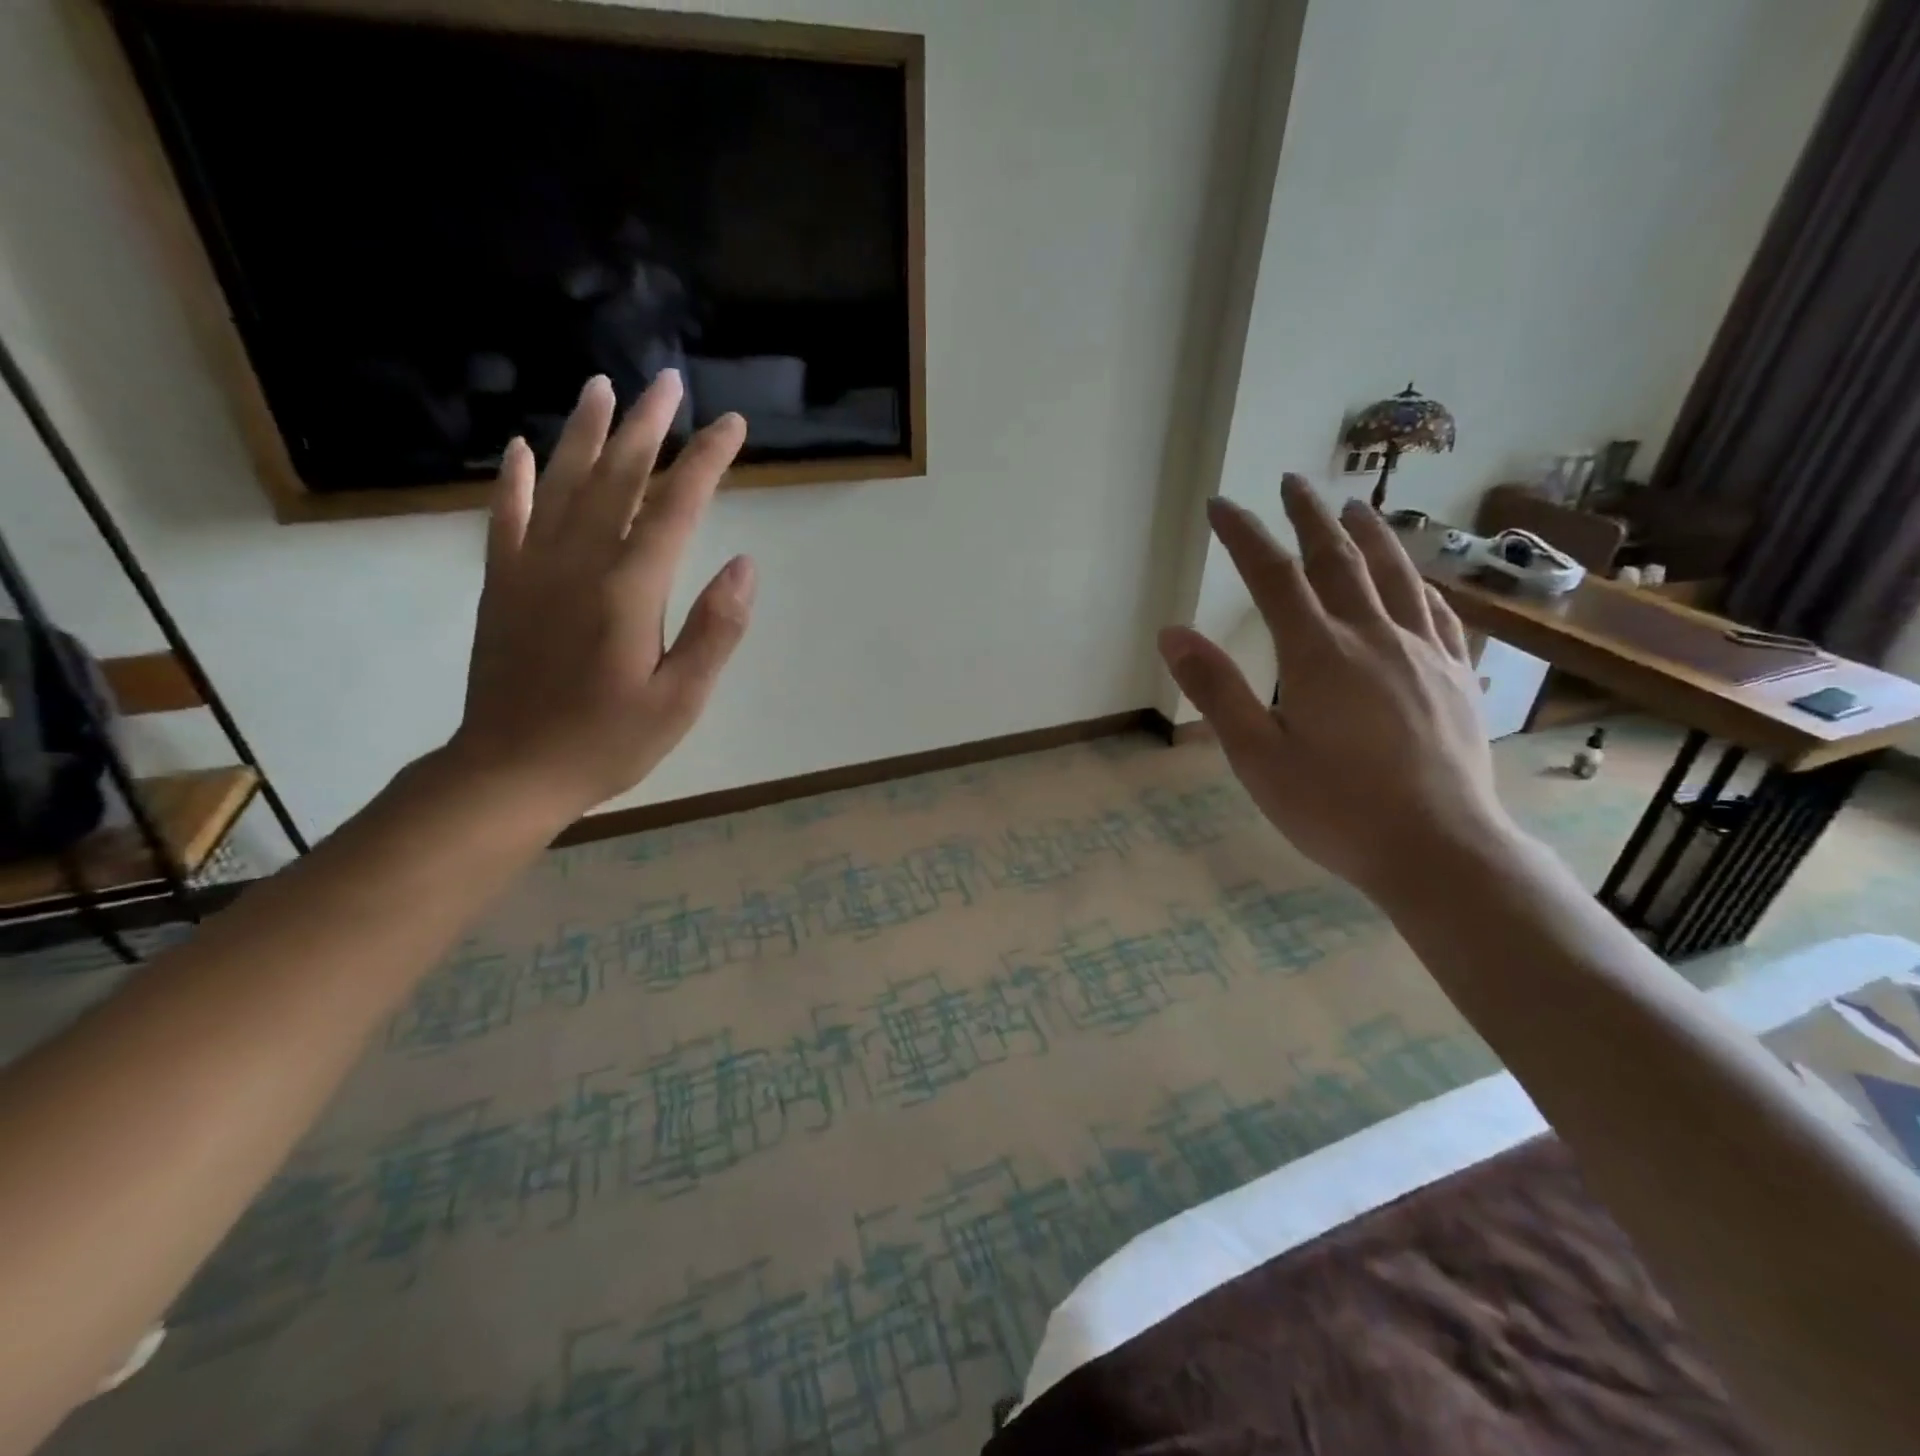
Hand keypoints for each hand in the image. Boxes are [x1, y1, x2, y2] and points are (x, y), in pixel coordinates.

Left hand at [449, 372, 753, 822]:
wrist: (510, 772)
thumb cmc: (608, 742)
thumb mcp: (681, 700)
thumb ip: (714, 629)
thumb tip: (743, 564)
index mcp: (629, 591)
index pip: (676, 508)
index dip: (706, 462)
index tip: (731, 427)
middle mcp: (579, 564)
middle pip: (617, 479)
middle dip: (648, 428)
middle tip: (669, 383)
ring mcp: (532, 569)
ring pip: (561, 484)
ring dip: (584, 433)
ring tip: (602, 387)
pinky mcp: (502, 585)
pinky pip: (506, 518)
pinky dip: (515, 480)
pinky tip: (522, 449)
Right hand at [1159, 475, 1513, 902]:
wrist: (1439, 850)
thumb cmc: (1335, 809)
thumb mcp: (1257, 757)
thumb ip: (1216, 691)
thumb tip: (1172, 634)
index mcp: (1318, 655)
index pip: (1273, 577)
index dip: (1244, 536)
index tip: (1221, 505)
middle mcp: (1373, 638)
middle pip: (1338, 560)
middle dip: (1308, 516)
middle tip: (1291, 480)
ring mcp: (1422, 654)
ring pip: (1396, 576)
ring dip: (1370, 535)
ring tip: (1355, 506)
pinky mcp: (1455, 678)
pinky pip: (1439, 615)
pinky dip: (1420, 586)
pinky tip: (1417, 582)